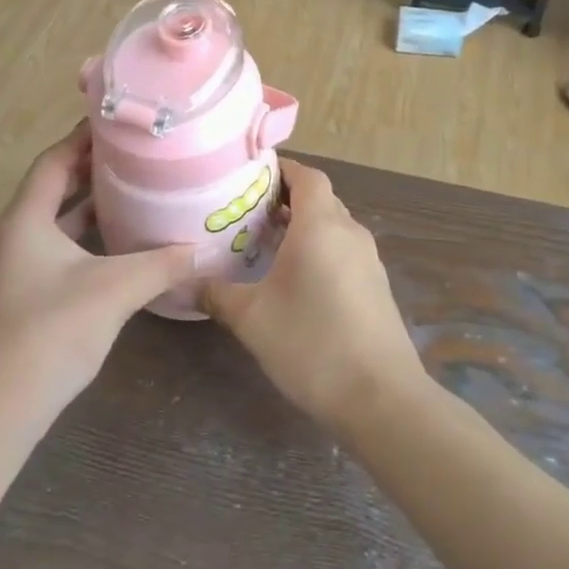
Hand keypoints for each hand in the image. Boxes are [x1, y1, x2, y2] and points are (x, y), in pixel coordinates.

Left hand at [0, 123, 198, 421]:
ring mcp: (16, 268)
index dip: (83, 138)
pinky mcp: (25, 295)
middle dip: (92, 170)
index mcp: (25, 220)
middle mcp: (14, 236)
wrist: (0, 406)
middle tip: (137, 155)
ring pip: (56, 223)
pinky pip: (58, 251)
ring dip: (91, 207)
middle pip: (54, 189)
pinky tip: (120, 246)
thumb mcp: (114, 290)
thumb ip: (160, 265)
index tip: (118, 123)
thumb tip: (202, 248)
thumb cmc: (51, 332)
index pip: (53, 162)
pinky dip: (87, 240)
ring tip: (135, 191)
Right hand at [201, 162, 426, 434]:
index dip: (281, 169)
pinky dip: (318, 250)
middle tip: (245, 211)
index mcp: (321, 226)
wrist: (381, 399)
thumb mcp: (252, 319)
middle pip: (319, 198)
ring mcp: (368, 261)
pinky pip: (342, 251)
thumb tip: (187, 282)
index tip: (248, 177)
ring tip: (263, 243)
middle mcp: (349, 233)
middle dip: (284, 198)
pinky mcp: (375, 287)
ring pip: (332, 226)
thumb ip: (216, 294)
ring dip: (301, 227)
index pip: (307, 175)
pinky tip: (292, 279)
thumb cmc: (312, 345)